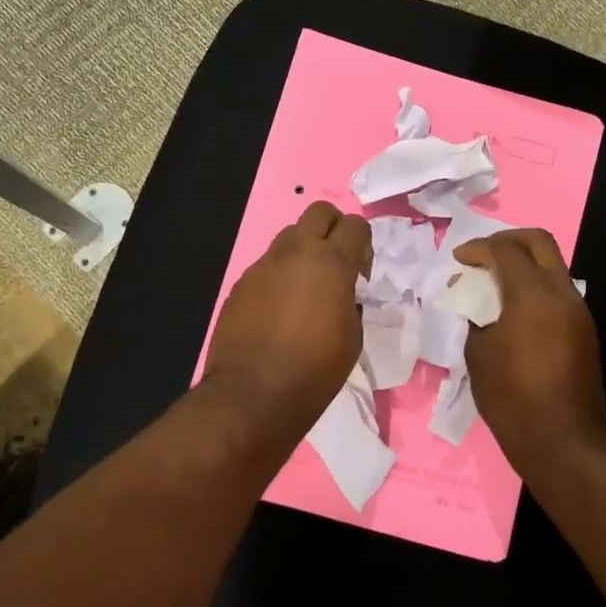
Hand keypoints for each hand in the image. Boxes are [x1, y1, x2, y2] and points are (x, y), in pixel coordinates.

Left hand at [203, 201, 371, 450]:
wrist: (253, 394)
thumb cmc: (315, 370)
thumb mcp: (353, 337)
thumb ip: (351, 301)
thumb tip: (343, 294)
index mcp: (331, 262)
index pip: (355, 225)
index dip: (363, 245)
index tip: (361, 274)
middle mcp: (296, 252)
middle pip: (319, 212)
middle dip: (333, 229)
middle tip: (336, 265)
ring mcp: (264, 265)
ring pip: (289, 236)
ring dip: (303, 251)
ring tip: (306, 289)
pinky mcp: (241, 283)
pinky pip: (267, 266)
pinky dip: (279, 276)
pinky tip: (279, 311)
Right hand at [455, 229, 605, 475]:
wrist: (563, 443)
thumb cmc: (511, 399)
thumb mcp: (478, 355)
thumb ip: (476, 318)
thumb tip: (477, 305)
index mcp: (533, 296)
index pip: (505, 250)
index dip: (477, 248)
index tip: (458, 260)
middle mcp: (562, 294)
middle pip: (539, 242)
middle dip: (507, 240)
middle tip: (482, 255)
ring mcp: (579, 312)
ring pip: (552, 266)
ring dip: (523, 264)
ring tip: (494, 284)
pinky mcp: (584, 331)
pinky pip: (557, 292)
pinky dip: (534, 287)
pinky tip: (513, 310)